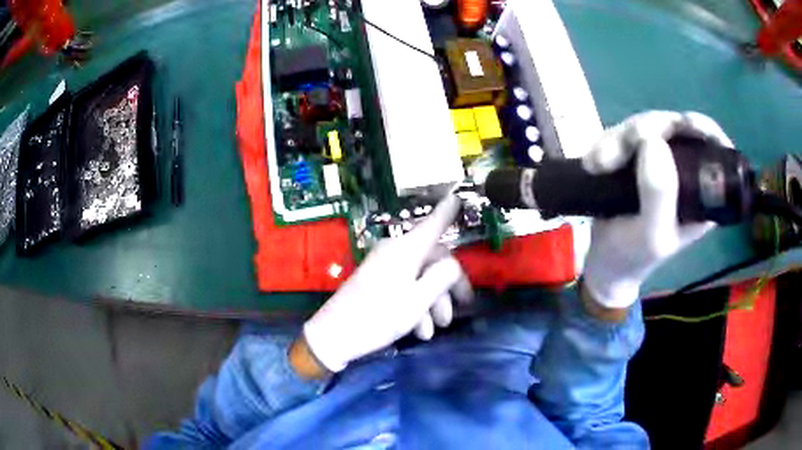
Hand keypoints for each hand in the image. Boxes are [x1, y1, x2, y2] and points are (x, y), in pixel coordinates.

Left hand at [302, 194, 473, 372]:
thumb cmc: (379, 316)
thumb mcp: (418, 300)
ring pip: (420, 278)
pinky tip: (419, 331)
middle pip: (432, 260)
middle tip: (461, 308)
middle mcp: (395, 252)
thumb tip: (452, 264)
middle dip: (448, 288)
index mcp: (406, 249)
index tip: (458, 197)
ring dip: (432, 303)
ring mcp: (384, 267)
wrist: (335, 335)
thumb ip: (442, 278)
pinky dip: (416, 307)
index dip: (447, 212)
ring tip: (433, 331)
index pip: (433, 224)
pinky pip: (405, 288)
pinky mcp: (376, 282)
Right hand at [581, 111, 733, 309]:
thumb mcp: (651, 235)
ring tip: (595, 164)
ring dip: (617, 138)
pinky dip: (607, 141)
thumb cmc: (633, 256)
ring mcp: (662, 161)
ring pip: (646, 126)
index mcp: (703, 192)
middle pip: (674, 127)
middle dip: (642, 132)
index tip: (678, 125)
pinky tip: (593, 161)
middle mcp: (686, 171)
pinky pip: (625, 133)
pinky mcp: (638, 157)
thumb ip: (659, 195)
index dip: (699, 128)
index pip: (711, 148)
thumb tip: (652, 140)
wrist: (604, 262)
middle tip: (612, 155)